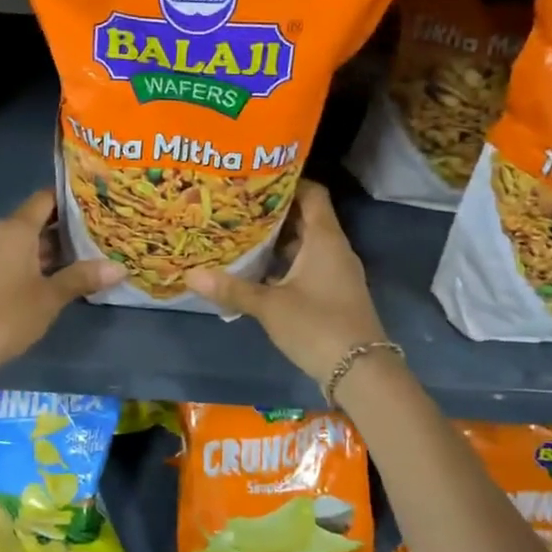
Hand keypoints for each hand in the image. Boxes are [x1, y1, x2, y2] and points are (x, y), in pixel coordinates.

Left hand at [0, 190, 122, 372]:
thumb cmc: (7, 315)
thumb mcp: (50, 297)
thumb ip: (82, 278)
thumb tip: (119, 268)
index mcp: (14, 229)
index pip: (45, 199)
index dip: (69, 200)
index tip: (95, 205)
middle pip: (33, 220)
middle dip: (63, 230)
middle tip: (97, 237)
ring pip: (20, 241)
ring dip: (47, 249)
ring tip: (81, 259)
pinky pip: (7, 256)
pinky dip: (29, 262)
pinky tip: (50, 278)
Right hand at [186, 180, 388, 387]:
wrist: (361, 372)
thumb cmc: (317, 326)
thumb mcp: (269, 306)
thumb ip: (232, 289)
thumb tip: (190, 275)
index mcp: (325, 239)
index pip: (312, 193)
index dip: (287, 182)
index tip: (255, 179)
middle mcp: (334, 249)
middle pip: (305, 217)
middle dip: (273, 212)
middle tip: (237, 206)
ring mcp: (336, 272)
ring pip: (305, 244)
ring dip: (277, 240)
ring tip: (240, 234)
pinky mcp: (333, 293)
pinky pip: (307, 266)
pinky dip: (284, 263)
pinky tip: (257, 270)